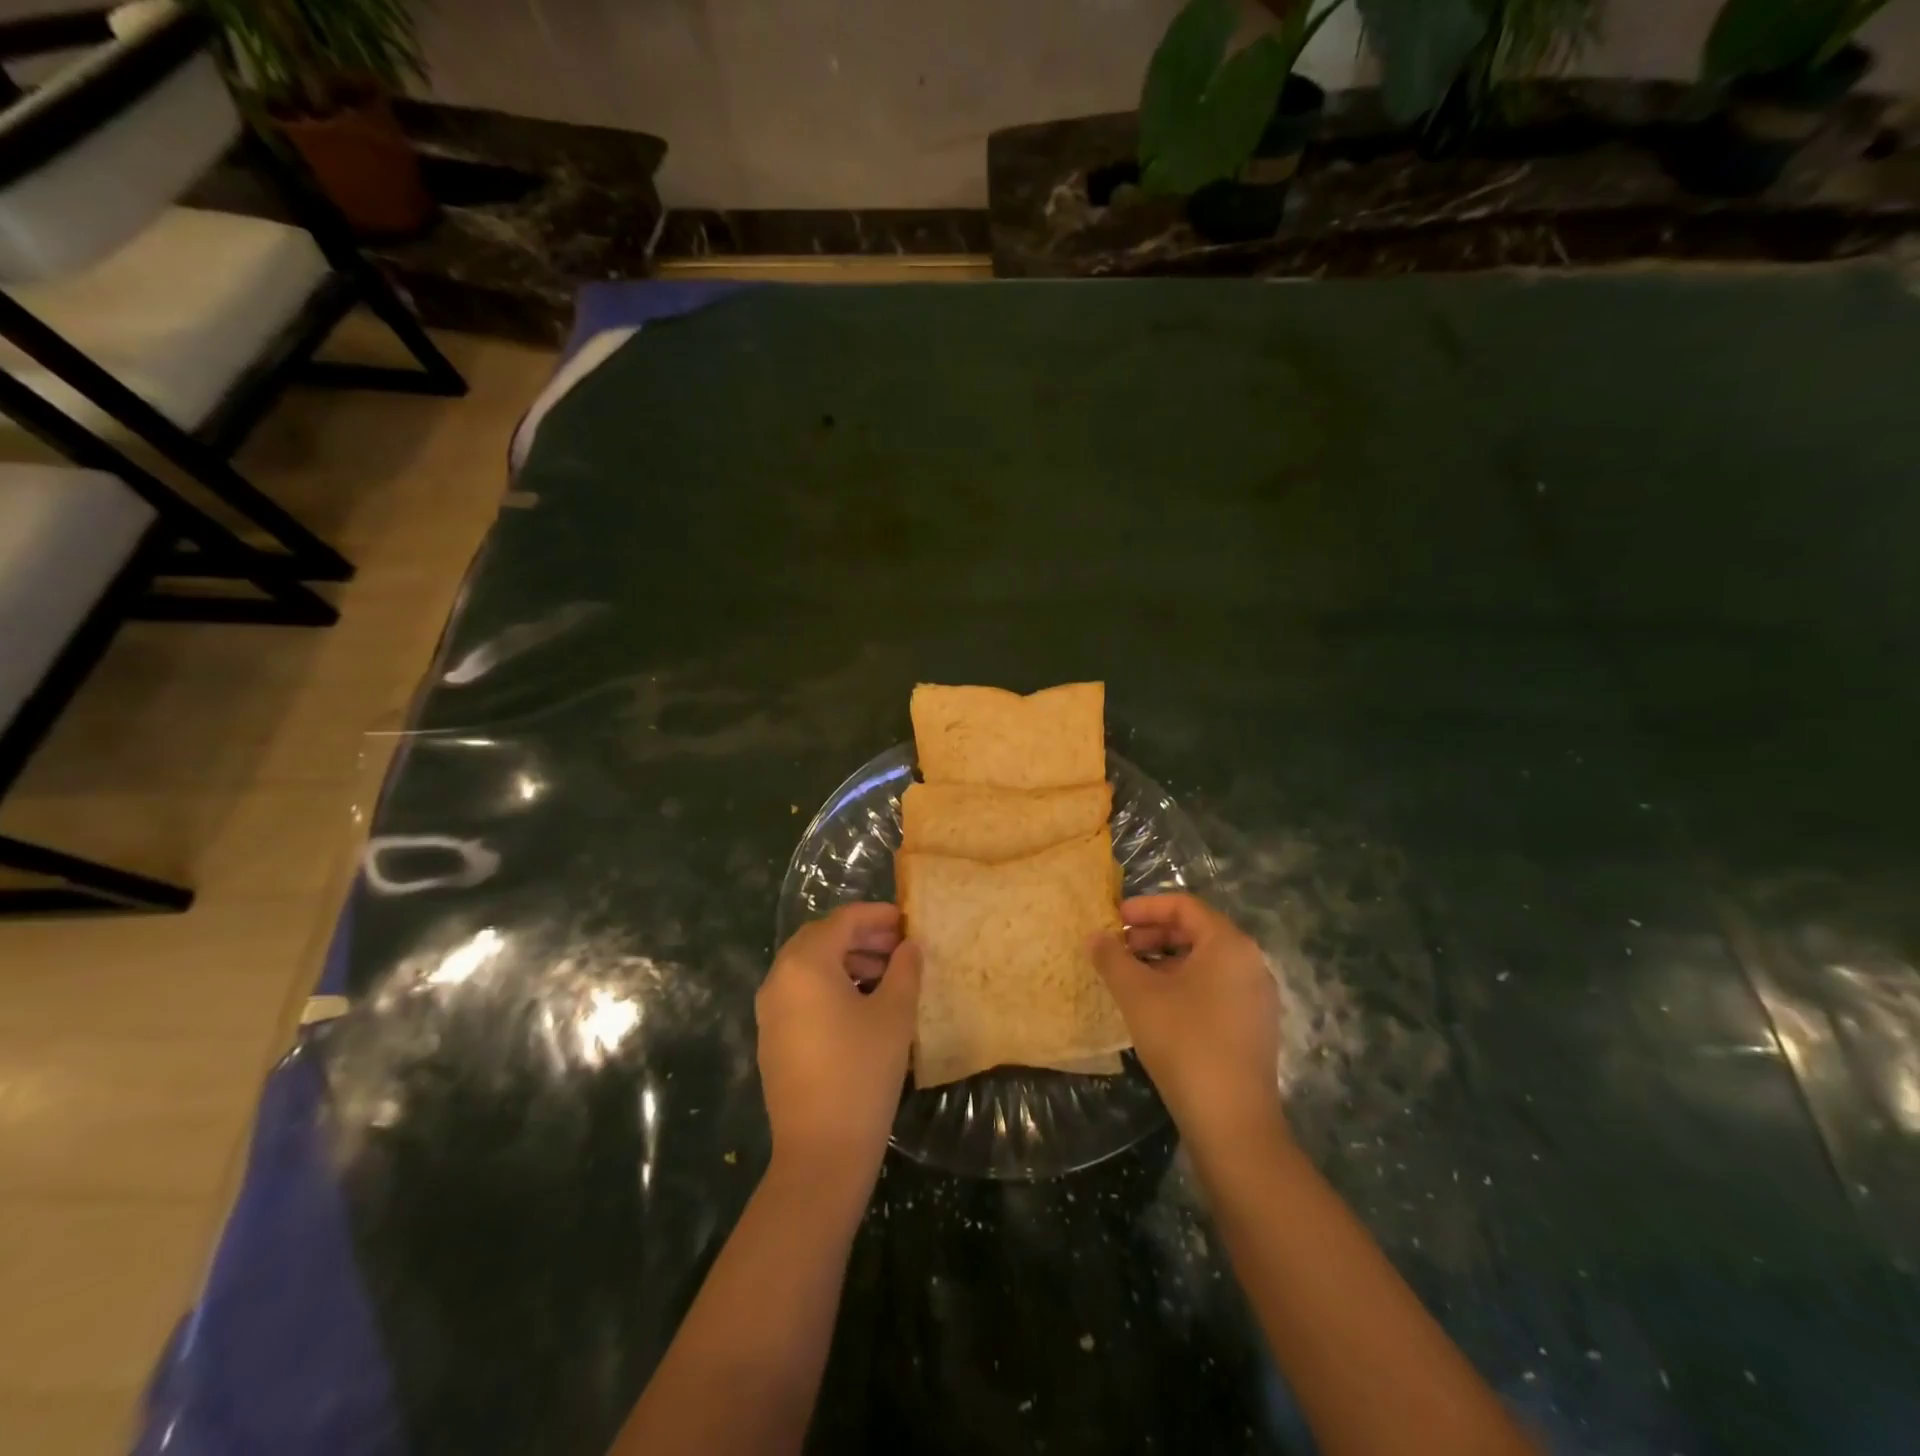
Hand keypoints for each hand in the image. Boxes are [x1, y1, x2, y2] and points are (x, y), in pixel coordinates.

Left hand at [756, 903, 920, 1198]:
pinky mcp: (773, 1038)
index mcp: (805, 964)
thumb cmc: (862, 1071)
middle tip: (898, 945)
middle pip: (821, 939)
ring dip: (847, 961)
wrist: (821, 1151)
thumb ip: (905, 969)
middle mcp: (779, 979)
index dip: (877, 915)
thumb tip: (909, 945)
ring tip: (887, 975)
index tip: (907, 920)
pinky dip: (831, 986)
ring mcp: (770, 1011)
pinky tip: (863, 1005)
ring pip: (810, 967)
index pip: (842, 920)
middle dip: (861, 937)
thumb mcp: (894, 1014)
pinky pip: (802, 994)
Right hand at [1090, 894, 1285, 1152]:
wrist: (1231, 1122)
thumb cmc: (1183, 1041)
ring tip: (1129, 978)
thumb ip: (1112, 958)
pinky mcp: (1252, 1026)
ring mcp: (1256, 997)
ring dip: (1163, 961)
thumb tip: (1095, 936)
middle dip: (1151, 935)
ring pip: (1203, 962)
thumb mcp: (1137, 994)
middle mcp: (1250, 963)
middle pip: (1195, 931)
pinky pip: (1213, 988)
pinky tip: (1154, 1006)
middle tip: (1117, 949)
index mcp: (1229, 944)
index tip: (1113, 919)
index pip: (1184, 905)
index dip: (1144, 907)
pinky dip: (1181, 984)